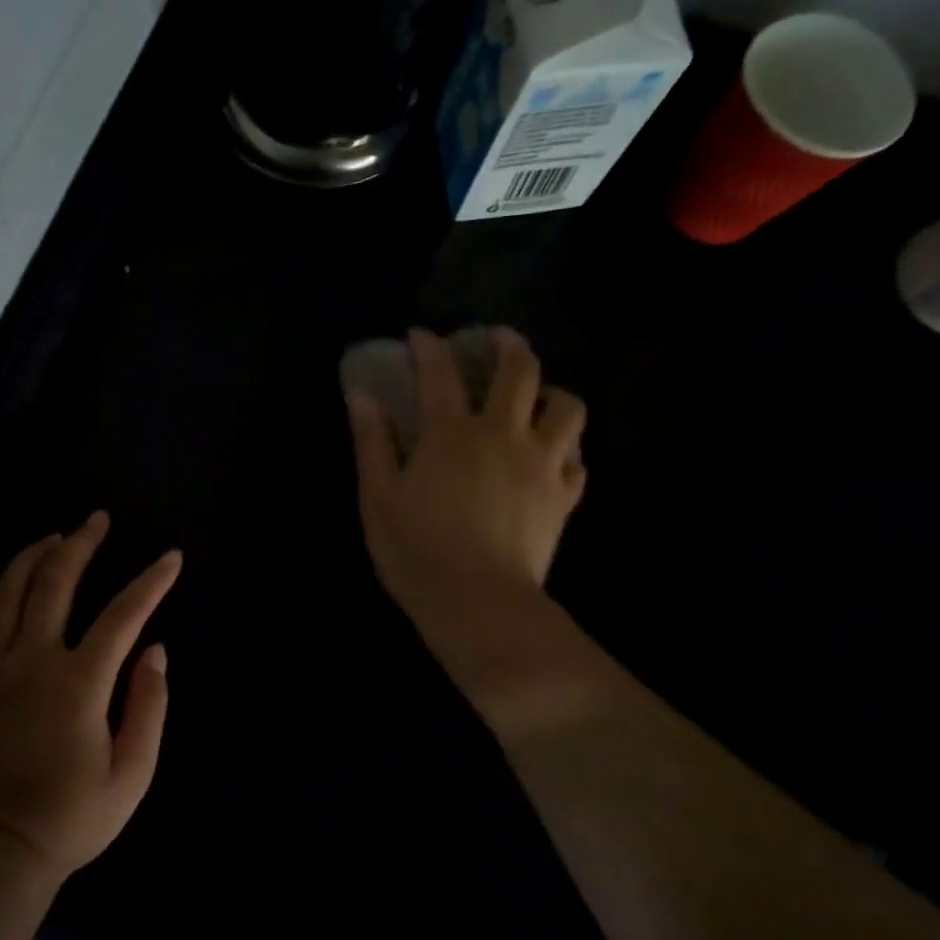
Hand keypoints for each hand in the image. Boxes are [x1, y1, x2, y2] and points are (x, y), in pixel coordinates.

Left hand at [0, 512, 181, 881]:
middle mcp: (31, 661)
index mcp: (79, 682)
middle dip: (80, 544)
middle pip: (55, 582)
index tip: (170, 557)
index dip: (151, 582)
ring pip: (6, 594)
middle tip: (96, 521)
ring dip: (30, 558)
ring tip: (51, 539)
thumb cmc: (71, 818)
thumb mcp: (132, 773)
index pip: (123, 614)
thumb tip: (156, 650)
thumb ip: (149, 705)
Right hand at [346, 328, 589, 726]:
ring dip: (551, 392)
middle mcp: (503, 435)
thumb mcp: (377, 497)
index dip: (428, 347)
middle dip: (507, 344)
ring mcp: (542, 464)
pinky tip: (551, 456)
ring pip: (567, 407)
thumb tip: (362, 395)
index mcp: (451, 434)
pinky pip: (578, 459)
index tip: (419, 336)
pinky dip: (565, 448)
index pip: (440, 372)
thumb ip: (372, 442)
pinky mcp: (564, 496)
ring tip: (536, 399)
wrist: (478, 603)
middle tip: (496, 340)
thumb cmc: (417, 551)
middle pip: (519, 370)